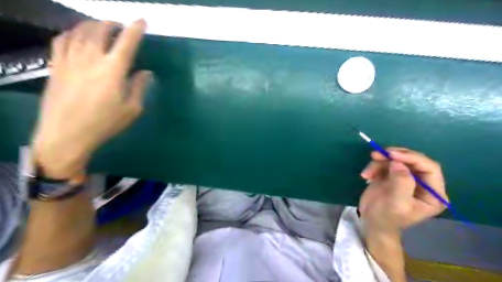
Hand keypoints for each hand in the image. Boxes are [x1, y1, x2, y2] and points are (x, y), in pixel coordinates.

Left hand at [32, 19, 150, 177]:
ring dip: (92, 25)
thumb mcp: (131, 109)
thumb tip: (146, 73)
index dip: (135, 29)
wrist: (66, 134)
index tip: (142, 21)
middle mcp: (91, 59)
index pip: (126, 43)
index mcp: (113, 71)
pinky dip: (71, 32)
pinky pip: (61, 40)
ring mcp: (70, 60)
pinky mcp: (55, 65)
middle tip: (119, 26)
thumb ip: (139, 87)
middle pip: (99, 30)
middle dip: (112, 24)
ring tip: (100, 28)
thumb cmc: (105, 123)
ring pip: (79, 31)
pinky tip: (76, 36)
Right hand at [357, 148, 446, 234]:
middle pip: (413, 160)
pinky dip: (374, 166)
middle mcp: (423, 183)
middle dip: (394, 156)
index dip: (413, 158)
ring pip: (397, 159)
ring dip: (380, 162)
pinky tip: (366, 175)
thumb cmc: (387, 218)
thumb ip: (401, 183)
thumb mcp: (396, 204)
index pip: (430, 168)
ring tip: (367, 173)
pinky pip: (386, 162)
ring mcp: (407, 177)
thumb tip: (397, 162)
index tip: (392, 155)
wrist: (372, 222)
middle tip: (376, 155)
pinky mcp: (393, 174)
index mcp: (433, 194)